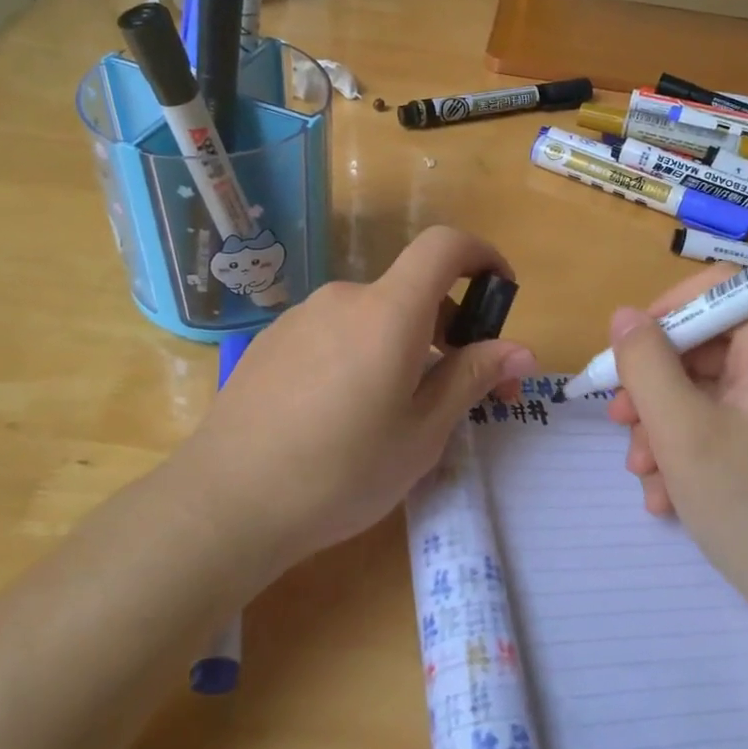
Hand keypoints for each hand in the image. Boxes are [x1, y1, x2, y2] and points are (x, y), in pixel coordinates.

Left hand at [166, 226, 537, 571]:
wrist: (226, 502)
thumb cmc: (341, 472)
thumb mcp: (422, 433)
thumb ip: (472, 378)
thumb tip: (521, 350)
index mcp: (388, 312)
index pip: (444, 246)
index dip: (482, 256)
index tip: (500, 296)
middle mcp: (344, 298)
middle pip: (411, 292)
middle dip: (449, 329)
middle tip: (461, 393)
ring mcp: (301, 318)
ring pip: (373, 317)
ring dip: (403, 347)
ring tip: (399, 414)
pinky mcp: (273, 342)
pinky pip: (336, 334)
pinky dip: (362, 355)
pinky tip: (344, 416)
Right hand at [605, 263, 747, 636]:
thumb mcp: (681, 429)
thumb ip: (645, 363)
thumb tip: (624, 316)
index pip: (722, 292)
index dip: (668, 311)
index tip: (627, 351)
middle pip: (707, 350)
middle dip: (654, 385)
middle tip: (619, 421)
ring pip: (707, 396)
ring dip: (663, 427)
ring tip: (641, 473)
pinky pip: (723, 431)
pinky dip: (688, 454)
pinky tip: (666, 498)